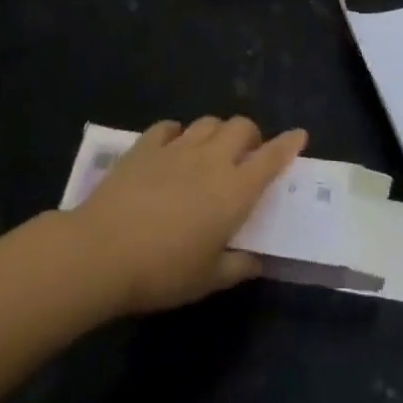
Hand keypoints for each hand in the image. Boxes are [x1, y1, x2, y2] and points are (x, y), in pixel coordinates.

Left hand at [68, 117, 307, 315]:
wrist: (102, 251)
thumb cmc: (163, 272)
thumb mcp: (207, 280)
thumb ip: (237, 267)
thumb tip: (255, 261)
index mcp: (234, 191)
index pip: (270, 159)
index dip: (288, 145)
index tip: (299, 135)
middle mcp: (211, 160)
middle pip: (241, 127)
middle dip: (251, 135)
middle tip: (246, 156)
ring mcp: (176, 148)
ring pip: (208, 122)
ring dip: (217, 132)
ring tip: (211, 151)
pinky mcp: (145, 146)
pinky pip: (169, 127)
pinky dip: (177, 133)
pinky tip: (172, 147)